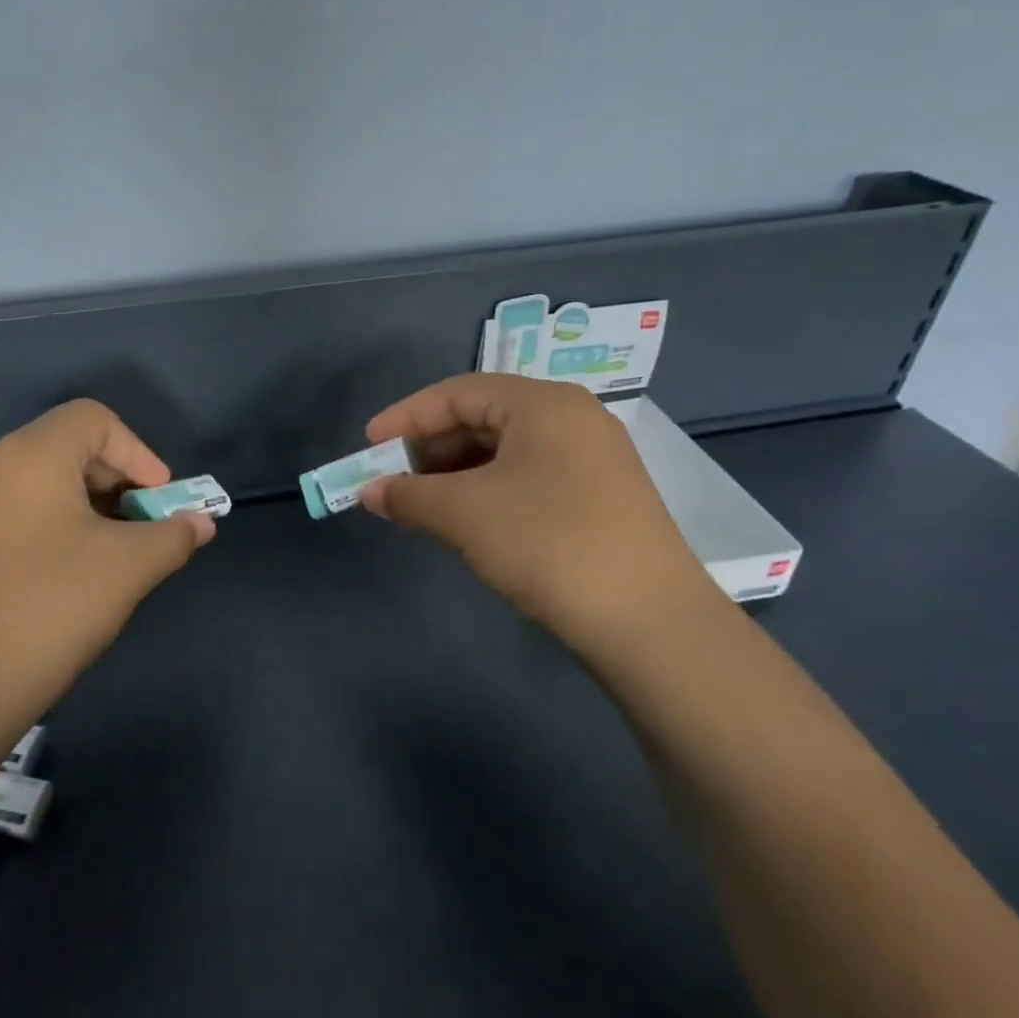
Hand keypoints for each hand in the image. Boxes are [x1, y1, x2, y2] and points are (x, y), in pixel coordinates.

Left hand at [0, 400, 214, 723]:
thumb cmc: (47, 608)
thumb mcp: (127, 568)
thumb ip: (173, 535)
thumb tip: (201, 523)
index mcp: (31, 454)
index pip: (95, 419)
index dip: (139, 453)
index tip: (160, 502)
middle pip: (70, 446)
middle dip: (119, 481)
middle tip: (142, 528)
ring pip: (46, 481)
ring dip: (91, 506)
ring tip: (113, 554)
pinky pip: (20, 510)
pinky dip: (57, 524)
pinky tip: (71, 574)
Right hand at [360, 375, 714, 647]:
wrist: (651, 625)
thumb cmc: (547, 543)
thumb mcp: (464, 514)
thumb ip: (408, 495)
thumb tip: (368, 492)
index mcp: (543, 403)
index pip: (457, 392)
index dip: (406, 417)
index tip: (368, 447)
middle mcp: (572, 419)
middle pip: (482, 418)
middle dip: (430, 449)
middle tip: (393, 480)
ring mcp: (592, 460)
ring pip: (505, 452)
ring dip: (455, 474)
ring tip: (421, 505)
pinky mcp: (601, 499)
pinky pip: (528, 478)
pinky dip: (487, 493)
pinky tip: (465, 521)